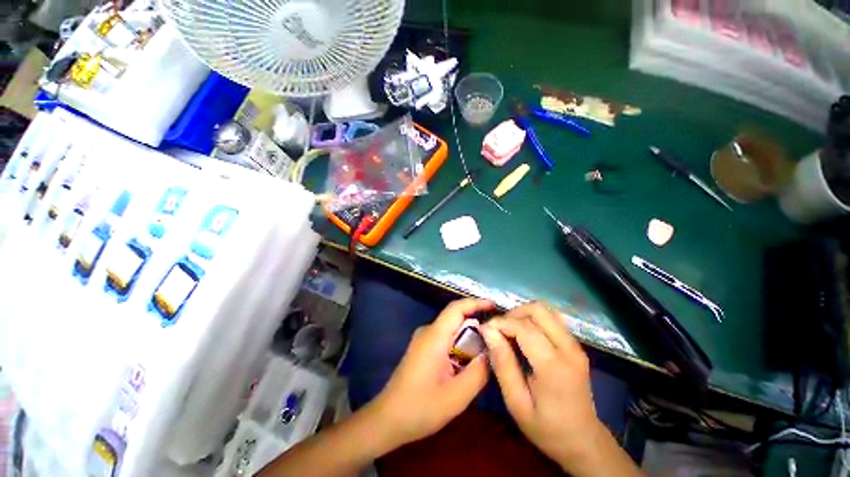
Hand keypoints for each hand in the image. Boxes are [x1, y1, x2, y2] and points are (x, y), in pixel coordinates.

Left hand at [370, 298, 492, 448]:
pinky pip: (445, 339)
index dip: (475, 303)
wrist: (388, 418)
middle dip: (476, 325)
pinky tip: (467, 364)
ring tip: (486, 354)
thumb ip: (478, 372)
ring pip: (451, 330)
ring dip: (468, 338)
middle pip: (455, 319)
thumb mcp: (457, 396)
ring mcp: (423, 339)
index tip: (495, 306)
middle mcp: (427, 331)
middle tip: (497, 339)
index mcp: (434, 336)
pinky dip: (459, 346)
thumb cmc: (421, 407)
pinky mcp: (422, 348)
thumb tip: (491, 351)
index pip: (456, 308)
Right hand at [480, 302, 603, 469]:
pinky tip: (524, 336)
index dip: (500, 323)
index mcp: (554, 366)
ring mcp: (575, 345)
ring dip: (522, 315)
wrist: (583, 441)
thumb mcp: (516, 402)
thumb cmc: (546, 427)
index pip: (524, 327)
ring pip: (545, 311)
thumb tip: (488, 331)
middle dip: (512, 314)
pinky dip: (533, 320)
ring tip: (509, 332)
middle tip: (498, 331)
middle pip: (537, 310)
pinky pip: (551, 320)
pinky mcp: (575, 345)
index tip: (484, 329)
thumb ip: (502, 363)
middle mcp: (568, 349)